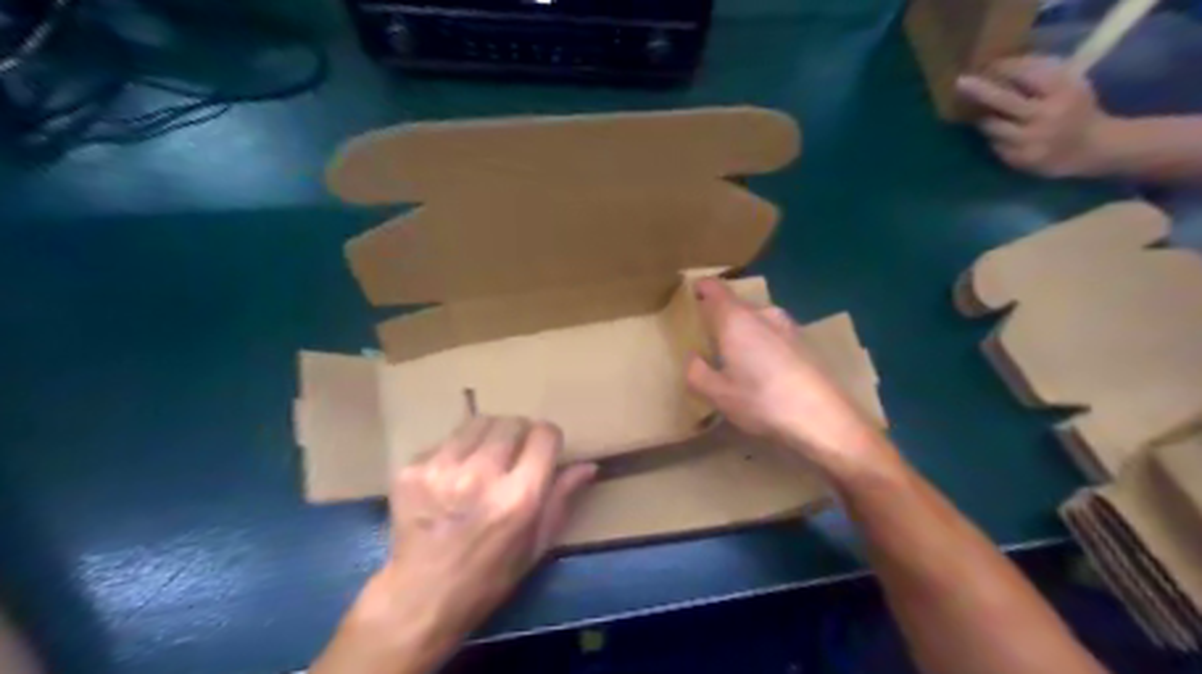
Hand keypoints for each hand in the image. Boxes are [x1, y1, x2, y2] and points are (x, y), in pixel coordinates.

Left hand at [309, 415, 589, 673]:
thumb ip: (561, 498)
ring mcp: (442, 470)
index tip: (544, 450)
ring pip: (478, 422)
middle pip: (512, 423)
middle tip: (514, 455)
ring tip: (483, 461)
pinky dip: (456, 452)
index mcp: (518, 498)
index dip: (548, 439)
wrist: (420, 598)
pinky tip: (452, 477)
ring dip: (488, 436)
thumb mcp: (536, 545)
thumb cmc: (488, 577)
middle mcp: (481, 477)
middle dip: (520, 434)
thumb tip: (588, 465)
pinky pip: (446, 441)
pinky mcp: (412, 470)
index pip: (544, 435)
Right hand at [680, 279, 886, 473]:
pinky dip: (762, 344)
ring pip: (756, 320)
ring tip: (734, 356)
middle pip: (736, 305)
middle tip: (707, 337)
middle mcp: (763, 314)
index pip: (714, 288)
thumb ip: (696, 372)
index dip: (700, 288)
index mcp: (736, 319)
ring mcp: (788, 326)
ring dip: (744, 331)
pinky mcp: (805, 343)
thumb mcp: (717, 394)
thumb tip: (693, 358)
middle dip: (720, 316)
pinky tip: (762, 370)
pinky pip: (773, 334)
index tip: (690, 296)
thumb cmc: (762, 401)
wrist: (823, 418)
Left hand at [959, 54, 1118, 175]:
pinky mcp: (1019, 159)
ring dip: (983, 118)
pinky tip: (999, 132)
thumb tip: (1004, 64)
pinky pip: (995, 144)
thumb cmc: (1076, 109)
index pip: (1028, 74)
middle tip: (960, 82)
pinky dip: (993, 136)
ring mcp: (1031, 140)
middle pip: (1003, 100)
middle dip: (980, 90)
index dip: (1005, 68)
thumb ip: (1042, 74)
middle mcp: (1046, 115)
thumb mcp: (1070, 84)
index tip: (988, 64)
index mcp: (1064, 91)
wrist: (1092, 147)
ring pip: (992, 126)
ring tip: (979, 113)